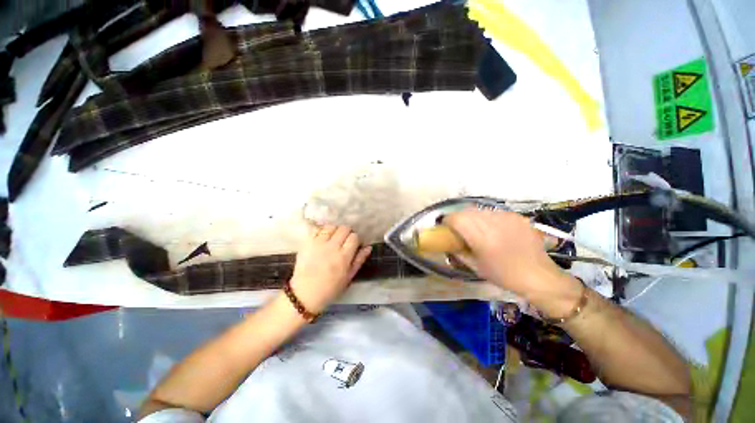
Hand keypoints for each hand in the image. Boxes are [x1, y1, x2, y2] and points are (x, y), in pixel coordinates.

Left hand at [289, 225, 371, 313]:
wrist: (305, 294)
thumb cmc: (330, 288)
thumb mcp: (349, 277)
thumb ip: (359, 260)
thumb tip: (368, 247)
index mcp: (343, 257)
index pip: (354, 237)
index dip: (356, 239)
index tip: (354, 245)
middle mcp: (332, 247)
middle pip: (344, 228)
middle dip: (347, 232)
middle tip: (344, 241)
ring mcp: (318, 244)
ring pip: (331, 226)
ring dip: (335, 230)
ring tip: (333, 238)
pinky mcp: (307, 243)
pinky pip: (317, 229)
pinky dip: (322, 231)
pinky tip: (323, 238)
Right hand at [444, 210, 581, 312]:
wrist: (538, 276)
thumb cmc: (503, 275)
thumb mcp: (475, 266)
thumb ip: (459, 252)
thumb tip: (448, 243)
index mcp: (481, 236)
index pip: (456, 218)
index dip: (447, 221)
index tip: (446, 228)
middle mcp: (492, 222)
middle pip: (466, 211)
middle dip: (459, 219)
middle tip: (460, 231)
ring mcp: (506, 217)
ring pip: (480, 210)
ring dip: (474, 218)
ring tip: (479, 231)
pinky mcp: (517, 216)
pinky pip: (495, 213)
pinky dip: (489, 219)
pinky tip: (495, 230)